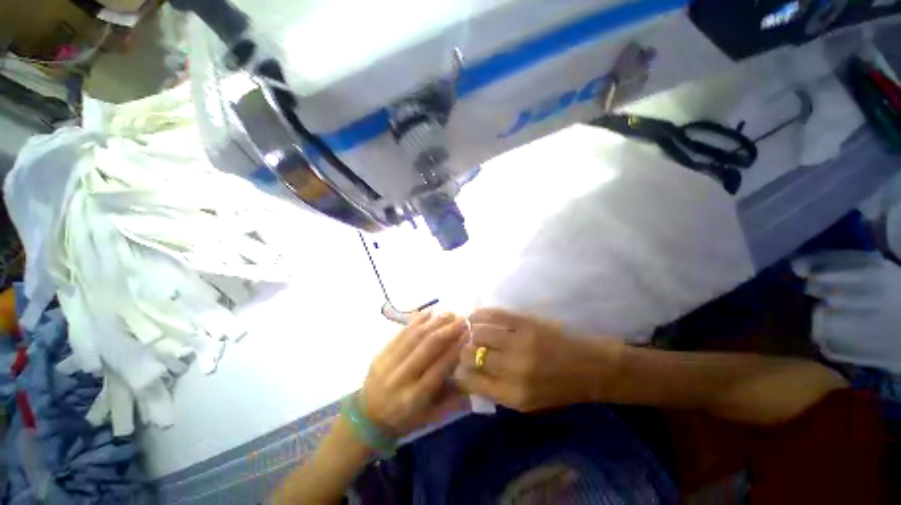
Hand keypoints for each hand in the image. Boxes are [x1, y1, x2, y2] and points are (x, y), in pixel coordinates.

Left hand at [361, 312, 468, 437]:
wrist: (365, 419)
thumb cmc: (403, 421)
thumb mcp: (430, 418)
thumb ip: (453, 402)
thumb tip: (475, 384)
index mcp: (414, 397)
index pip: (439, 367)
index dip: (455, 349)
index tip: (469, 334)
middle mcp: (401, 377)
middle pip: (427, 347)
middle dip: (447, 330)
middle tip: (463, 319)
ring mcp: (388, 362)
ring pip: (415, 336)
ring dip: (434, 322)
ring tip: (450, 313)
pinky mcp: (380, 353)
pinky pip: (401, 333)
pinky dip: (416, 320)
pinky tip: (429, 311)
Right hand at [454, 309, 622, 411]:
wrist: (591, 367)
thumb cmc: (559, 389)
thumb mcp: (528, 403)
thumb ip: (497, 391)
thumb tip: (468, 374)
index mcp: (513, 394)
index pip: (471, 381)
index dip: (459, 372)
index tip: (456, 366)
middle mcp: (513, 369)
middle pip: (471, 354)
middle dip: (462, 350)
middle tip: (462, 346)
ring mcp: (520, 342)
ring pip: (479, 332)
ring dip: (469, 331)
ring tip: (467, 330)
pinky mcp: (526, 322)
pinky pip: (495, 315)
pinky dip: (480, 314)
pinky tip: (474, 316)